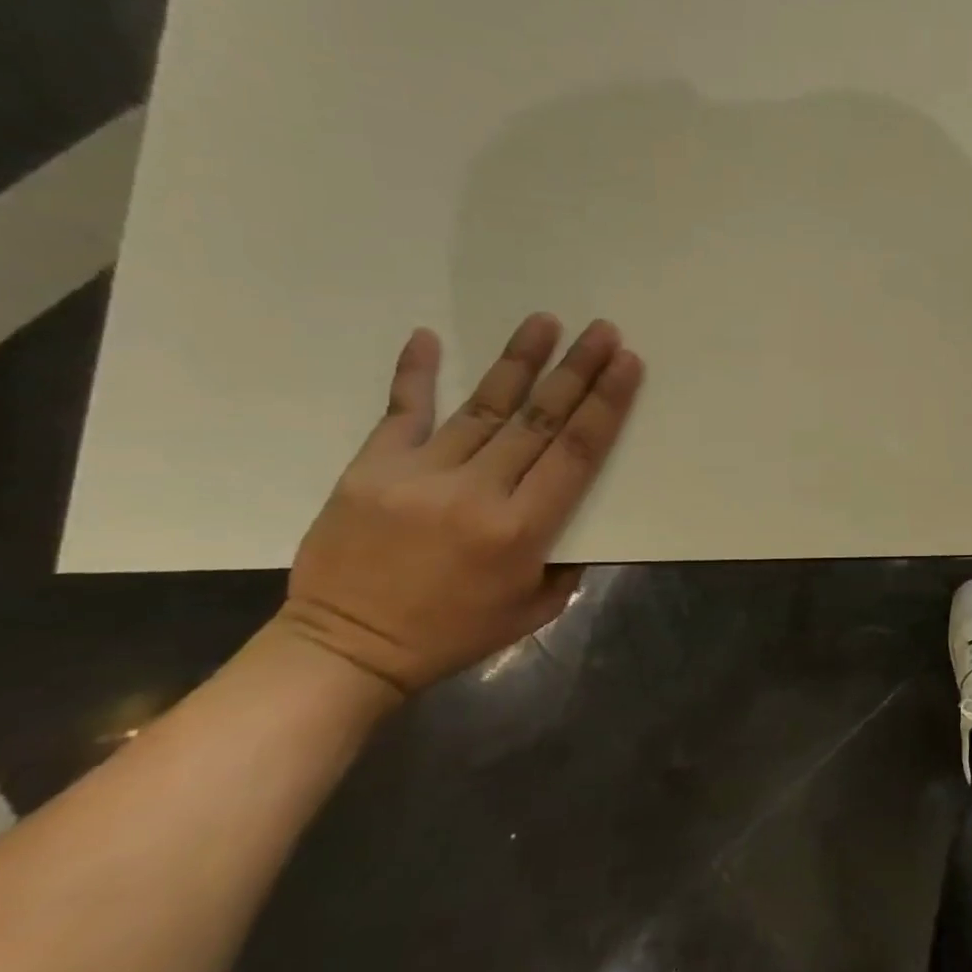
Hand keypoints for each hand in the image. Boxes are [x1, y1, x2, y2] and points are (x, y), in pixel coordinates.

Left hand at [277, 314, 644, 694]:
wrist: (343, 650)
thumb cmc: (452, 634)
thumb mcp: (535, 609)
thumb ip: (569, 560)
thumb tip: (584, 512)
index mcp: (520, 530)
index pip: (576, 452)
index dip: (606, 404)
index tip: (627, 363)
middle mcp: (476, 493)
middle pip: (539, 419)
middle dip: (577, 370)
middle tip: (602, 330)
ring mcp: (419, 475)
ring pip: (483, 406)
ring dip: (520, 362)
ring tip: (546, 321)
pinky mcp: (372, 469)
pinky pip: (401, 411)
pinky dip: (414, 373)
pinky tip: (428, 337)